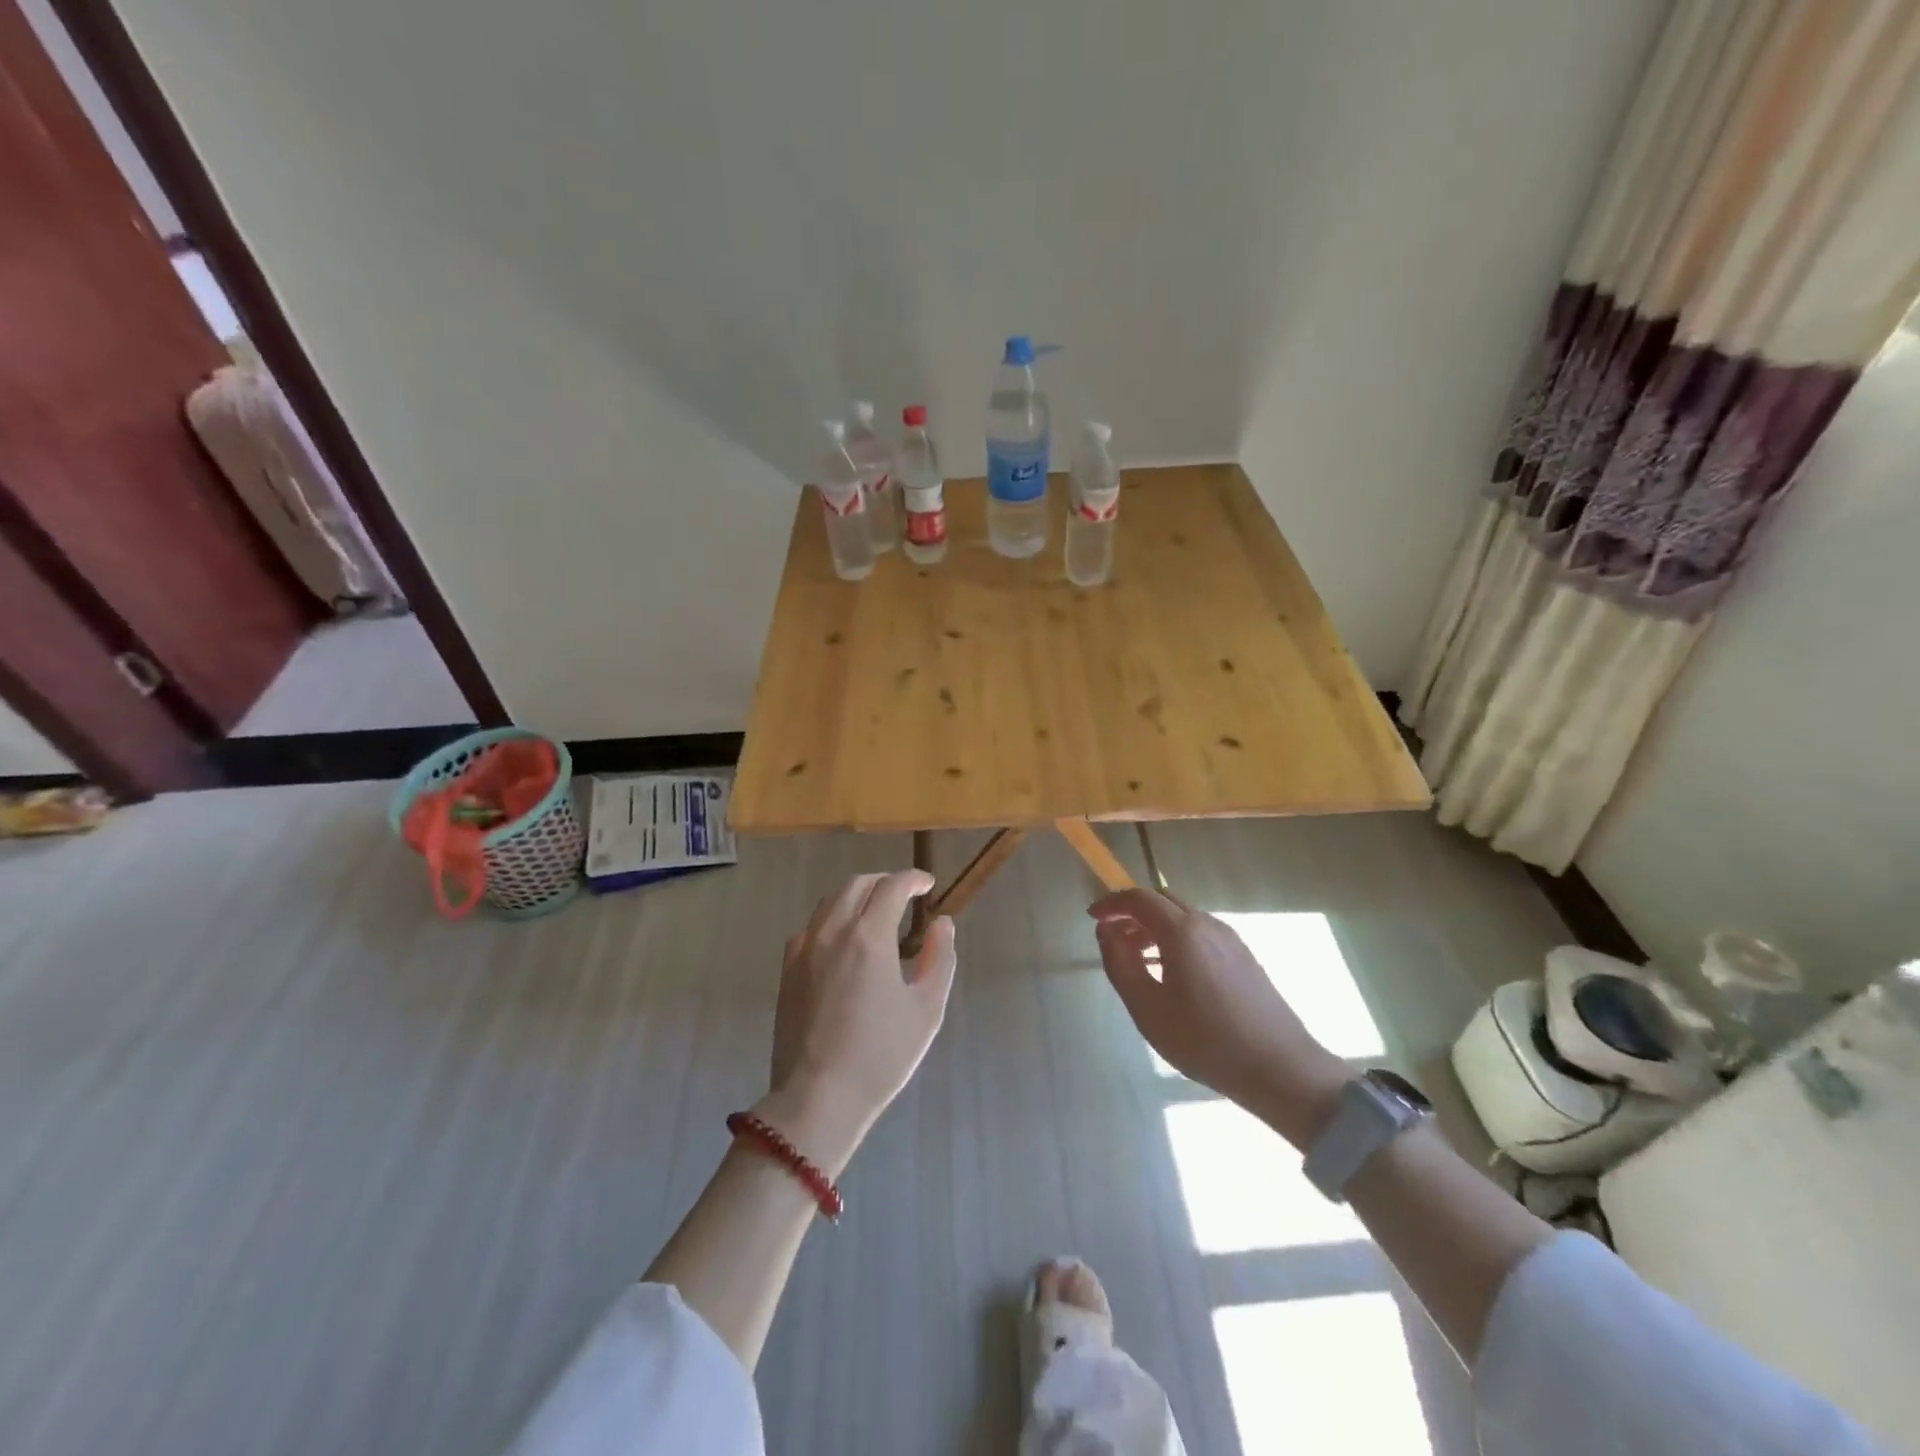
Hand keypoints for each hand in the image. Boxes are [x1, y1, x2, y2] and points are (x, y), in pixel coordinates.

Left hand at [757, 871, 956, 1174]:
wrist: (817, 1098)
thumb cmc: (880, 1056)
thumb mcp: (926, 1010)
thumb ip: (939, 958)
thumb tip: (942, 924)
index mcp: (869, 936)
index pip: (892, 886)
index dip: (913, 879)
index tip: (928, 885)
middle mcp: (832, 931)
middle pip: (858, 884)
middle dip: (885, 881)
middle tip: (905, 895)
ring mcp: (804, 948)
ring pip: (831, 900)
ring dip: (858, 895)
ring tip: (877, 912)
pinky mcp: (788, 968)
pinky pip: (812, 925)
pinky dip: (833, 917)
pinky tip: (844, 939)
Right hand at [1090, 889, 1348, 1147]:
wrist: (1280, 1069)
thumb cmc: (1205, 1040)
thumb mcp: (1147, 1008)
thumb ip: (1120, 963)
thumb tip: (1106, 930)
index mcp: (1182, 930)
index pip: (1139, 898)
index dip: (1112, 903)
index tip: (1093, 917)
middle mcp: (1208, 924)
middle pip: (1163, 901)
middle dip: (1133, 913)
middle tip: (1114, 938)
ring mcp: (1231, 939)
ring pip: (1184, 917)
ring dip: (1155, 927)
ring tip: (1139, 959)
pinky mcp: (1245, 957)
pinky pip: (1201, 934)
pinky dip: (1177, 939)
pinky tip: (1173, 974)